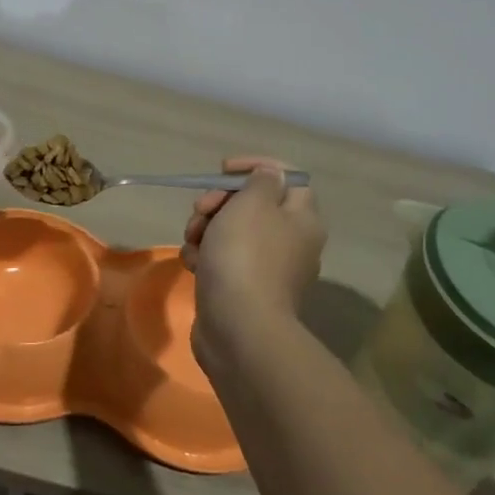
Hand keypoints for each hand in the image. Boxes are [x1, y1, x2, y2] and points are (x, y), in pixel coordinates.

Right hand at [182, 156, 325, 367]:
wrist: (238, 328)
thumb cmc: (246, 256)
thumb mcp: (252, 203)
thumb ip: (260, 181)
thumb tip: (270, 175)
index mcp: (302, 219)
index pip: (288, 177)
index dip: (255, 166)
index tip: (223, 169)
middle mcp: (291, 243)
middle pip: (253, 205)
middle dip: (220, 201)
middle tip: (201, 209)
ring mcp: (267, 270)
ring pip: (232, 233)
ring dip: (206, 229)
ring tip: (192, 240)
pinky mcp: (243, 291)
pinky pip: (222, 261)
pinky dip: (205, 258)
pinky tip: (192, 263)